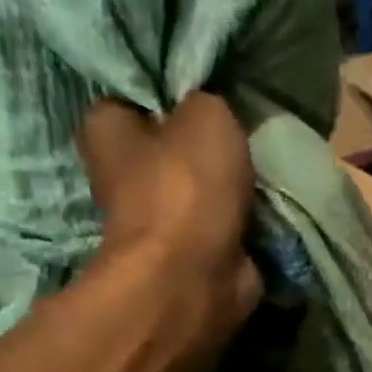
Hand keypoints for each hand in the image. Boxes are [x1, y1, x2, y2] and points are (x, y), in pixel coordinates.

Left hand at [76, 93, 262, 335]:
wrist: (195, 278)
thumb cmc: (186, 187)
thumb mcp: (206, 113)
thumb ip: (205, 101)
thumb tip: (208, 114)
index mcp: (107, 131)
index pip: (132, 98)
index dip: (167, 94)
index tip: (204, 93)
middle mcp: (121, 177)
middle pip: (168, 149)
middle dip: (202, 146)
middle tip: (241, 134)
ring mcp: (156, 224)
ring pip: (198, 191)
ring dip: (227, 188)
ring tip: (260, 171)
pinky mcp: (189, 258)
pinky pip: (221, 229)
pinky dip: (241, 225)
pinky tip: (265, 210)